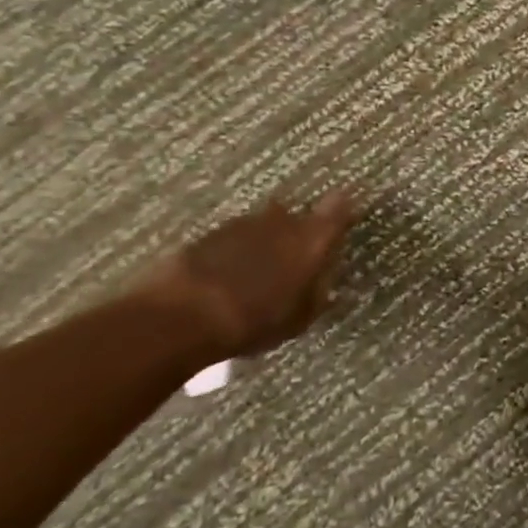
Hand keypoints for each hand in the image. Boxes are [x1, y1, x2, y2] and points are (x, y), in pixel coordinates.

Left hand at [134, 190, 357, 364]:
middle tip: (291, 260)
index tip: (345, 215)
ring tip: (254, 273)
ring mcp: (243, 223)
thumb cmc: (256, 320)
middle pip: (296, 216)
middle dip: (296, 233)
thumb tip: (325, 280)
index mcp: (312, 238)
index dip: (342, 209)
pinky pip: (232, 239)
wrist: (183, 316)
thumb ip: (317, 292)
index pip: (338, 207)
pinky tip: (225, 277)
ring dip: (262, 242)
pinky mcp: (209, 233)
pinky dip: (233, 252)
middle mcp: (282, 221)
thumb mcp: (300, 318)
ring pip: (262, 226)